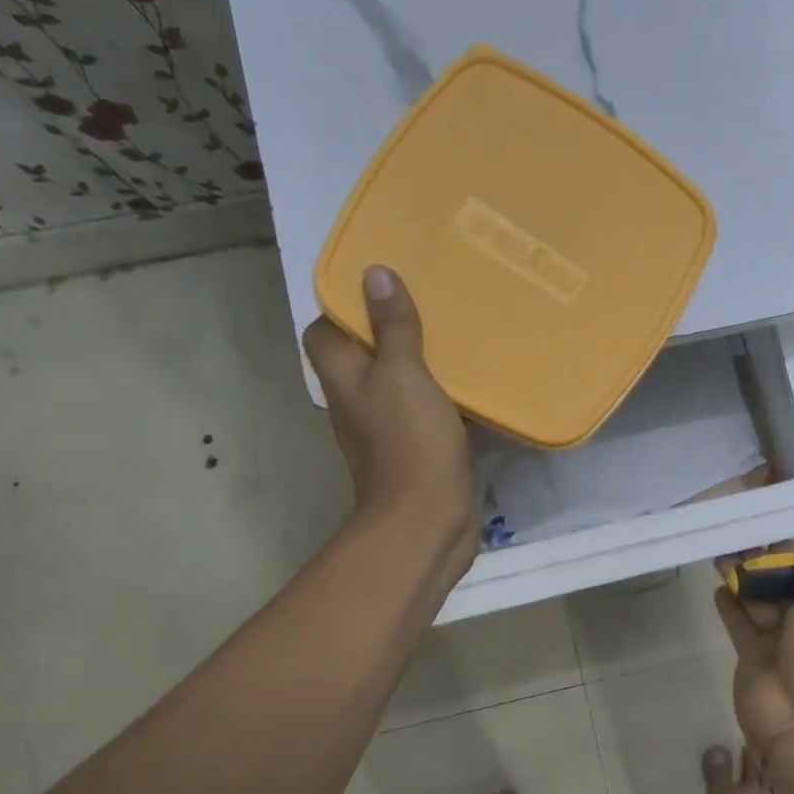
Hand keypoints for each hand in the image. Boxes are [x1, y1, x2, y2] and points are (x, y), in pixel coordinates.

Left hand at [303, 266, 476, 577]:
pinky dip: (439, 393)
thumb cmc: (410, 441)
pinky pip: (422, 409)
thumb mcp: (403, 373)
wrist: (426, 519)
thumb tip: (374, 274)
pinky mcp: (415, 448)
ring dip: (418, 360)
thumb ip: (392, 327)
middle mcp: (356, 400)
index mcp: (343, 377)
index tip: (380, 285)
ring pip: (396, 381)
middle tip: (427, 301)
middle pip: (362, 354)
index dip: (344, 306)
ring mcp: (384, 428)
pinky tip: (469, 381)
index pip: (324, 330)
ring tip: (451, 332)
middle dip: (388, 328)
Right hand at [714, 540, 793, 757]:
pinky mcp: (753, 655)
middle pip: (788, 585)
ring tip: (723, 556)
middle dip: (768, 562)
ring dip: (744, 578)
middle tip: (744, 540)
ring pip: (760, 600)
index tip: (781, 535)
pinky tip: (718, 586)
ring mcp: (782, 641)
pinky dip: (730, 604)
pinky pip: (740, 623)